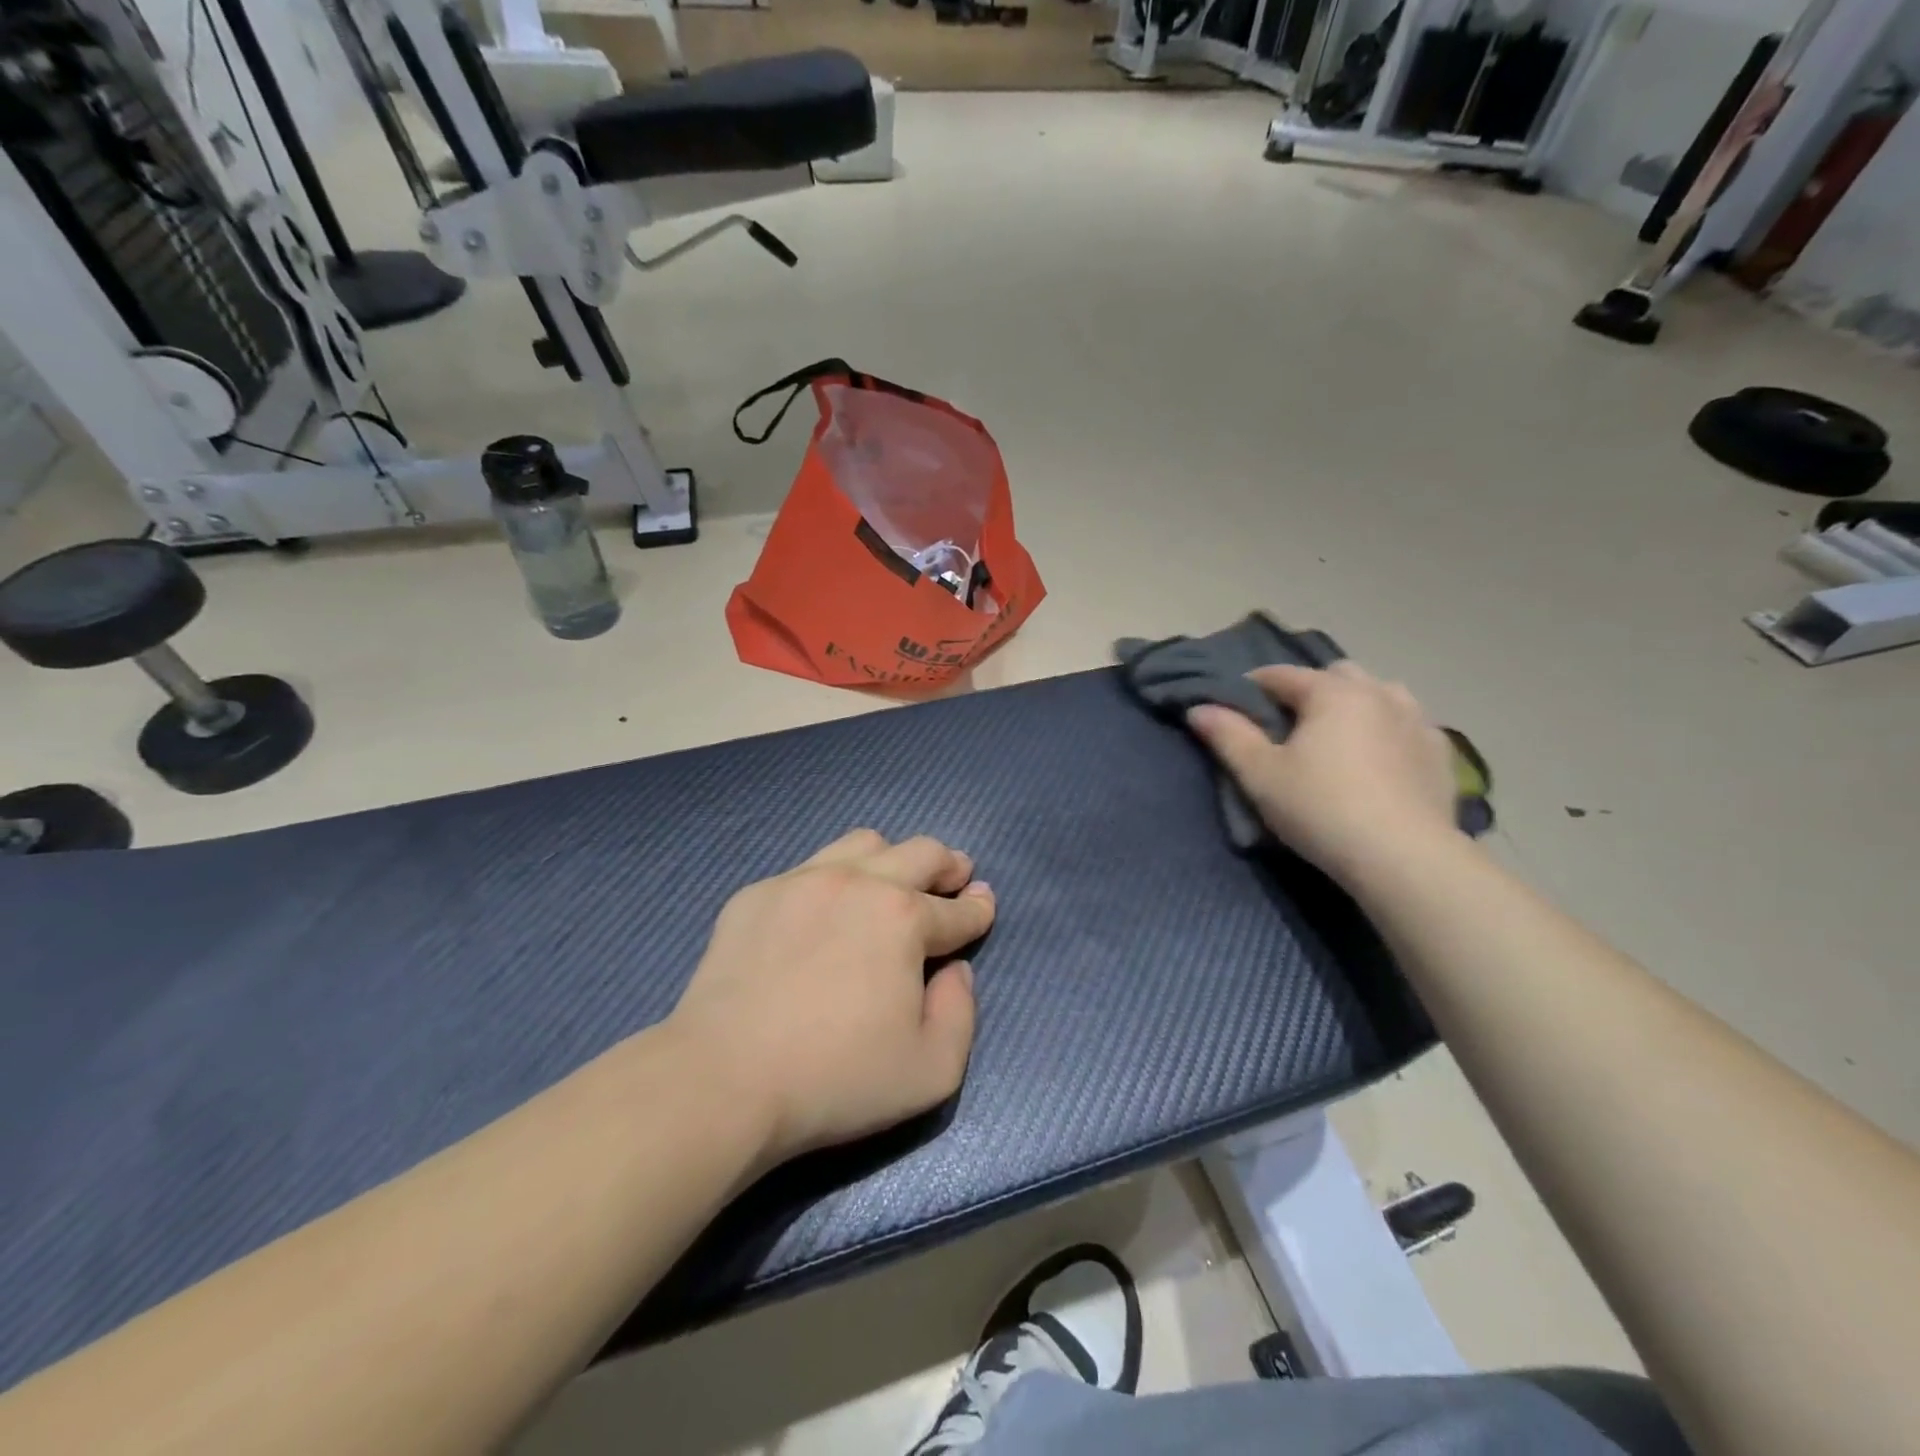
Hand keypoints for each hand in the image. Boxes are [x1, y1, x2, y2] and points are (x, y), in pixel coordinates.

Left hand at [667, 830, 994, 1166]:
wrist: (724, 1079)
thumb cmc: (837, 1079)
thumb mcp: (932, 1070)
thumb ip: (962, 1012)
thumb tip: (956, 970)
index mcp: (904, 918)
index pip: (958, 909)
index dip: (979, 908)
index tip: (983, 903)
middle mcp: (859, 882)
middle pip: (919, 852)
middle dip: (947, 863)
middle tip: (953, 875)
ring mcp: (803, 881)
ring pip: (863, 844)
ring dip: (891, 858)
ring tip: (891, 882)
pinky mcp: (758, 894)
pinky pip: (809, 867)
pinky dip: (833, 880)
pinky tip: (824, 912)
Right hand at [1187, 662, 1459, 884]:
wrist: (1404, 858)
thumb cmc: (1321, 809)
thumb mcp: (1260, 775)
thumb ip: (1228, 736)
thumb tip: (1198, 708)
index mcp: (1332, 692)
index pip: (1281, 675)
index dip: (1251, 687)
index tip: (1234, 708)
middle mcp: (1378, 693)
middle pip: (1336, 675)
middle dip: (1309, 690)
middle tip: (1289, 726)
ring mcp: (1417, 721)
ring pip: (1381, 693)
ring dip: (1356, 704)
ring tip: (1339, 737)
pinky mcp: (1441, 754)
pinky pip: (1409, 725)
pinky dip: (1389, 731)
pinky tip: (1380, 759)